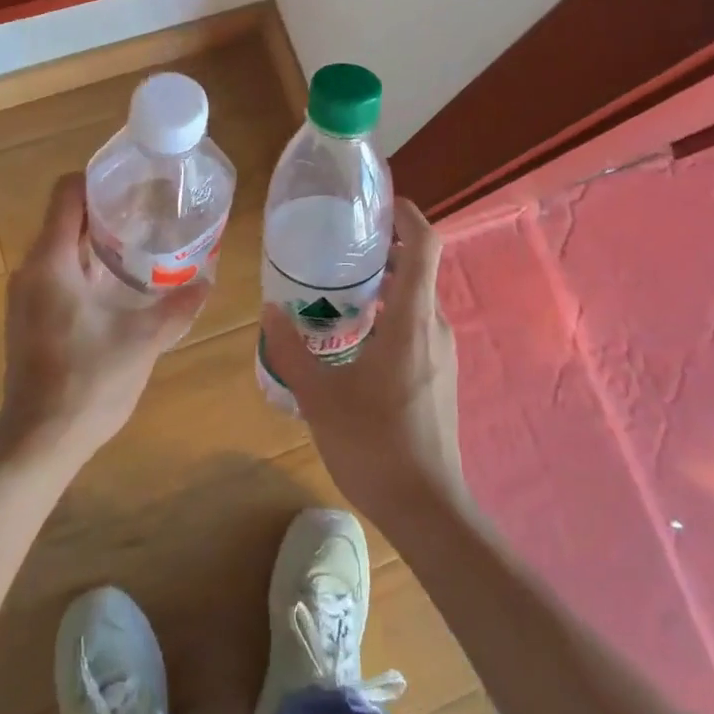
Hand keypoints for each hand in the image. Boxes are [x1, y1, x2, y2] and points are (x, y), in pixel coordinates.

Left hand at [0, 173, 209, 469]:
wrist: (39, 442)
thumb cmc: (87, 383)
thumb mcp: (143, 342)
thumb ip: (178, 308)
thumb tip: (209, 281)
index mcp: (51, 262)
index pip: (67, 193)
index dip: (99, 179)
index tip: (136, 184)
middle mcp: (31, 270)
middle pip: (65, 217)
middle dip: (106, 210)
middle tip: (150, 213)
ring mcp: (26, 296)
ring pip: (61, 247)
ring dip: (97, 240)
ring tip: (141, 245)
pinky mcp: (29, 317)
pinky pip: (57, 272)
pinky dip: (86, 266)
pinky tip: (119, 286)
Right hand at [259, 200, 468, 526]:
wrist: (428, 509)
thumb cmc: (375, 445)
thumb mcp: (320, 397)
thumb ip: (291, 351)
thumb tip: (270, 311)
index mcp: (413, 319)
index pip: (426, 245)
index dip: (408, 215)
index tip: (379, 204)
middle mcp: (436, 327)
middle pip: (419, 269)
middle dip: (385, 251)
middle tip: (339, 247)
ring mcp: (443, 353)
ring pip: (417, 301)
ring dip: (385, 286)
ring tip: (339, 290)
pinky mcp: (440, 376)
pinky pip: (417, 327)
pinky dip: (391, 315)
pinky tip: (356, 339)